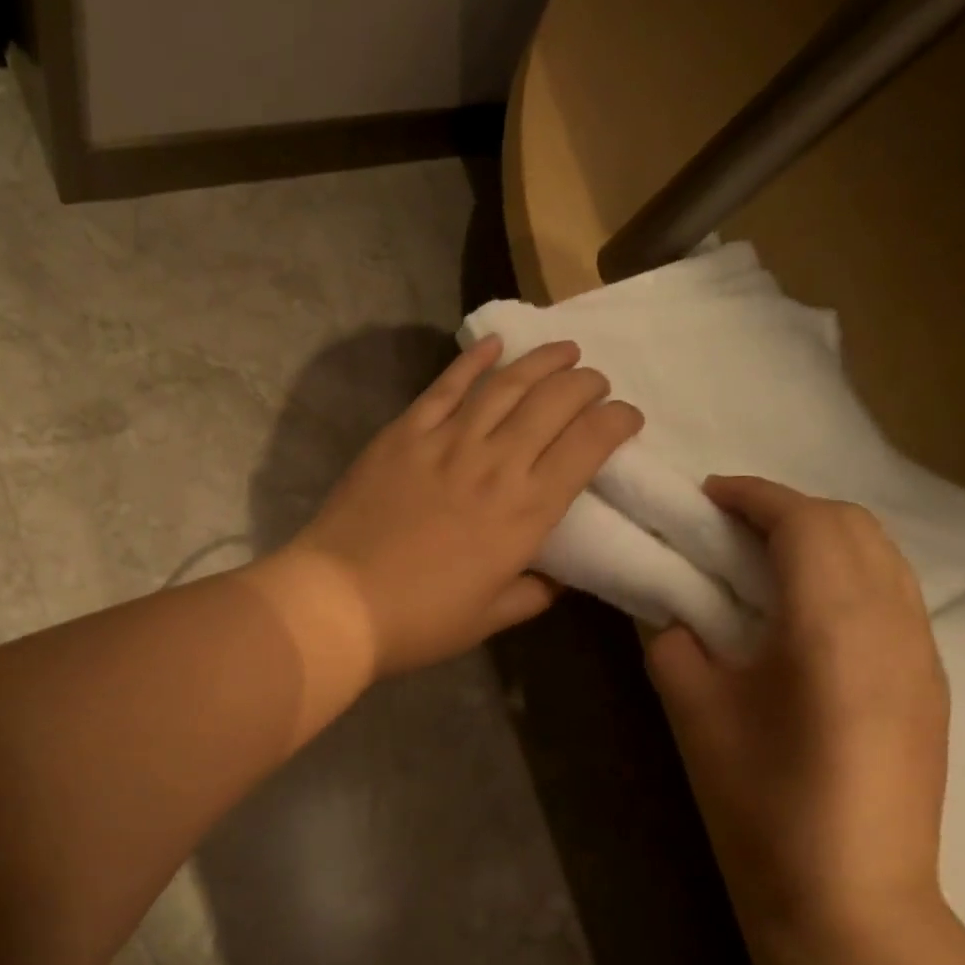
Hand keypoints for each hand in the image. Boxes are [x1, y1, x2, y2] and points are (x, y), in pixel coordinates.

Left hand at [291, 335, 642, 674]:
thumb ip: (534, 593)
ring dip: (542, 361)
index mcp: (526, 512)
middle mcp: (495, 464)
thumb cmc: (419, 621)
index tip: (627, 417)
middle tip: (594, 383)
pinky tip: (494, 344)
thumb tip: (560, 577)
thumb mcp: (490, 619)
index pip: (589, 444)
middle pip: (554, 401)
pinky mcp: (403, 434)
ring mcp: (446, 442)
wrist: (337, 602)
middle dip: (586, 384)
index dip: (617, 421)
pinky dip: (473, 360)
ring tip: (564, 350)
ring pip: (506, 383)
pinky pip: (446, 386)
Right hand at [646, 476, 949, 940]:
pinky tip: (801, 613)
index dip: (753, 496)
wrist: (849, 899)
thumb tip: (671, 610)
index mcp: (833, 624)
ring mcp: (923, 656)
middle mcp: (894, 624)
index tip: (706, 495)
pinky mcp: (930, 686)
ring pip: (882, 558)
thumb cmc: (760, 802)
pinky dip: (846, 575)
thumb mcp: (692, 711)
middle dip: (789, 509)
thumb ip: (674, 642)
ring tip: (761, 561)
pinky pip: (893, 596)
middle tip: (727, 527)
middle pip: (854, 526)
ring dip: (822, 539)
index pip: (804, 523)